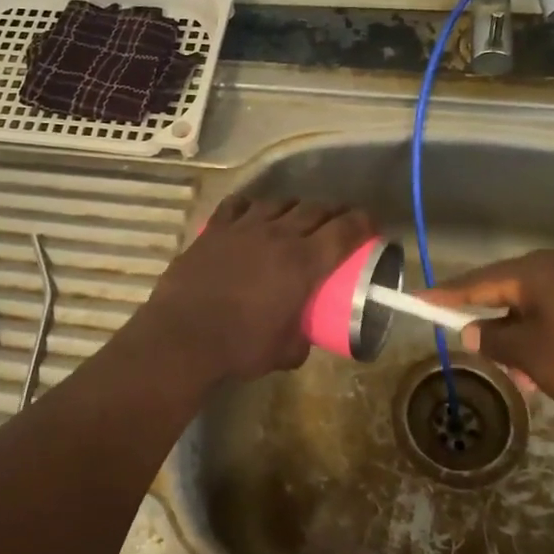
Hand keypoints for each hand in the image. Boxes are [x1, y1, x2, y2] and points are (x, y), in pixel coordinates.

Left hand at [126, 195, 374, 385]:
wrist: (183, 337)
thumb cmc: (240, 347)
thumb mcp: (285, 352)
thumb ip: (302, 338)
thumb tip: (304, 334)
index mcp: (304, 263)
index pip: (345, 229)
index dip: (363, 222)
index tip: (370, 225)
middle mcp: (279, 235)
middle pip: (316, 209)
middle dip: (333, 212)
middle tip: (337, 222)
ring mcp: (244, 227)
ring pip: (280, 202)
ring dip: (295, 207)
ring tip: (296, 218)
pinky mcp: (215, 228)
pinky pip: (239, 204)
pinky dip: (252, 205)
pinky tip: (254, 213)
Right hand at [421, 249, 553, 424]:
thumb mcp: (537, 357)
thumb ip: (497, 340)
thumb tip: (472, 329)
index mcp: (536, 273)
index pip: (477, 281)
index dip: (446, 294)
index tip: (417, 300)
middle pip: (507, 294)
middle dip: (491, 328)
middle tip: (476, 355)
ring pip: (536, 311)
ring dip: (522, 342)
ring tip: (524, 382)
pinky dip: (547, 342)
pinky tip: (552, 375)